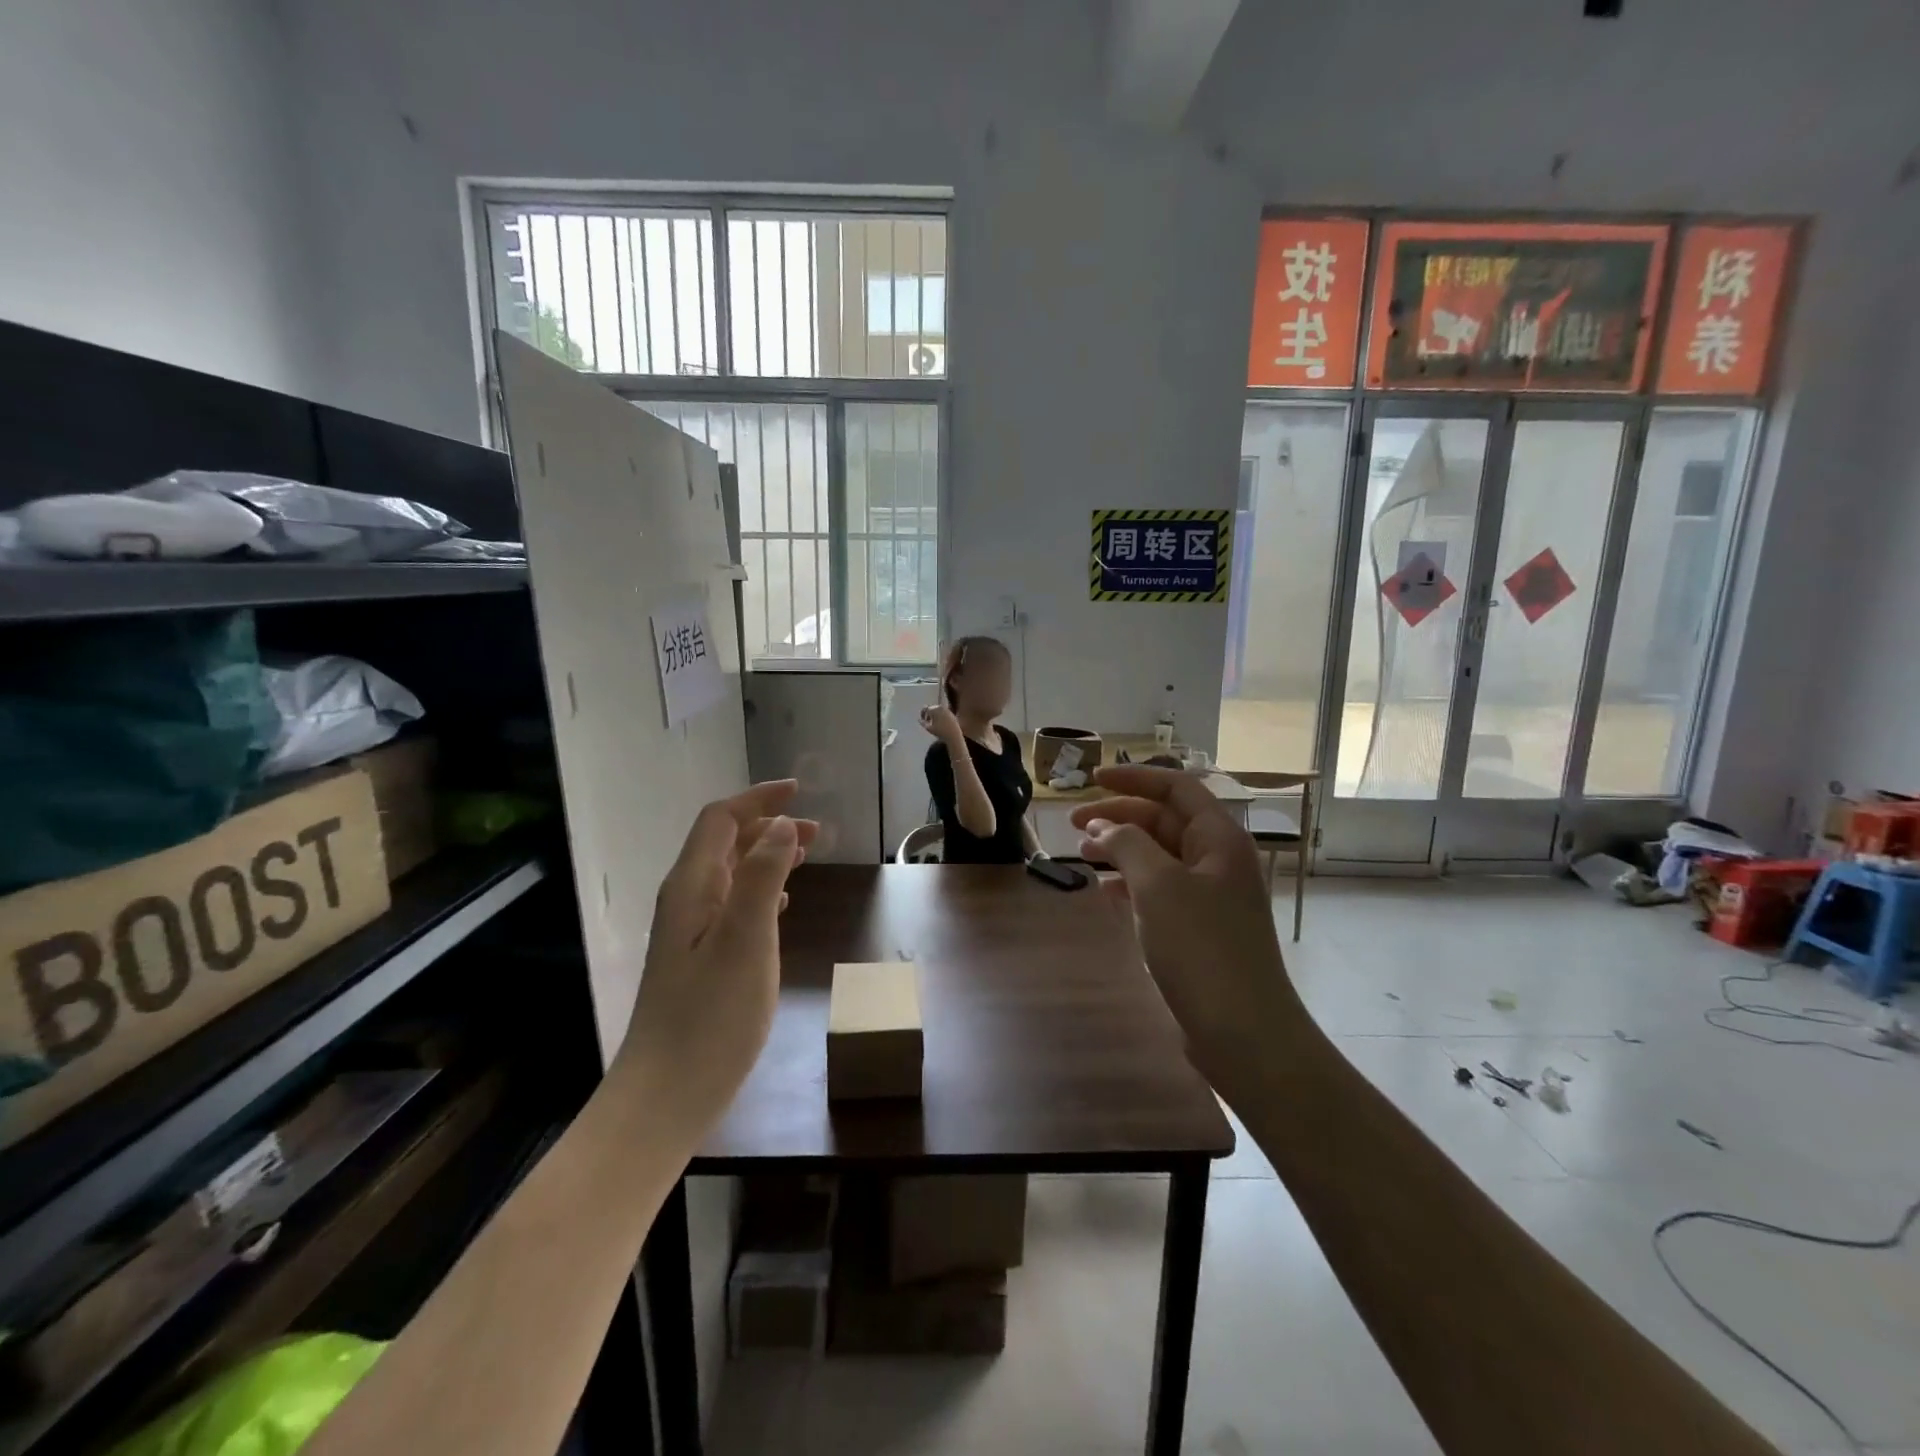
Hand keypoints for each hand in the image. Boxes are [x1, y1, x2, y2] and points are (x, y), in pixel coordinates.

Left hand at [618, 780, 817, 1125]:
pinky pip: (732, 906)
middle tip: (817, 830)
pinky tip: (780, 906)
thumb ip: (761, 877)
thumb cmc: (710, 1017)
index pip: (720, 821)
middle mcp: (686, 901)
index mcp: (691, 888)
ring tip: (806, 857)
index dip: (758, 800)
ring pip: (731, 875)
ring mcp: (691, 934)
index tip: (799, 791)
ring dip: (767, 857)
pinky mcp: (700, 961)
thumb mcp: (745, 940)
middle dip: (769, 826)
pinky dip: (760, 891)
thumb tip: (783, 825)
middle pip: (725, 844)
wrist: (664, 1097)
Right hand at [919, 703, 962, 745]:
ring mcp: (947, 710)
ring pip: (937, 710)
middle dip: (928, 714)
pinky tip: (939, 723)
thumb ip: (923, 723)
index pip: (925, 708)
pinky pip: (943, 712)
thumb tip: (919, 720)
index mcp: (934, 710)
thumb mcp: (929, 728)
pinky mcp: (951, 713)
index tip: (922, 720)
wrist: (953, 735)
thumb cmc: (940, 732)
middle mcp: (940, 707)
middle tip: (927, 721)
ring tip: (933, 723)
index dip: (922, 713)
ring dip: (934, 714)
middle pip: (931, 708)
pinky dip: (939, 715)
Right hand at [1072, 766, 1306, 1095]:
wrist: (1245, 1032)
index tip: (1091, 779)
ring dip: (1121, 850)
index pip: (1176, 788)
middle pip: (1165, 821)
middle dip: (1119, 817)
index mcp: (1219, 839)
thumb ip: (1127, 845)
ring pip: (1160, 856)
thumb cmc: (1202, 948)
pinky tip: (1106, 893)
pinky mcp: (1200, 929)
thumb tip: (1102, 827)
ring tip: (1082, 855)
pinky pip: (1161, 890)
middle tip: (1074, 824)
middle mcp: (1218, 860)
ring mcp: (1211, 896)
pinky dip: (1131, 884)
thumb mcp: (1158, 887)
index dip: (1133, 779)